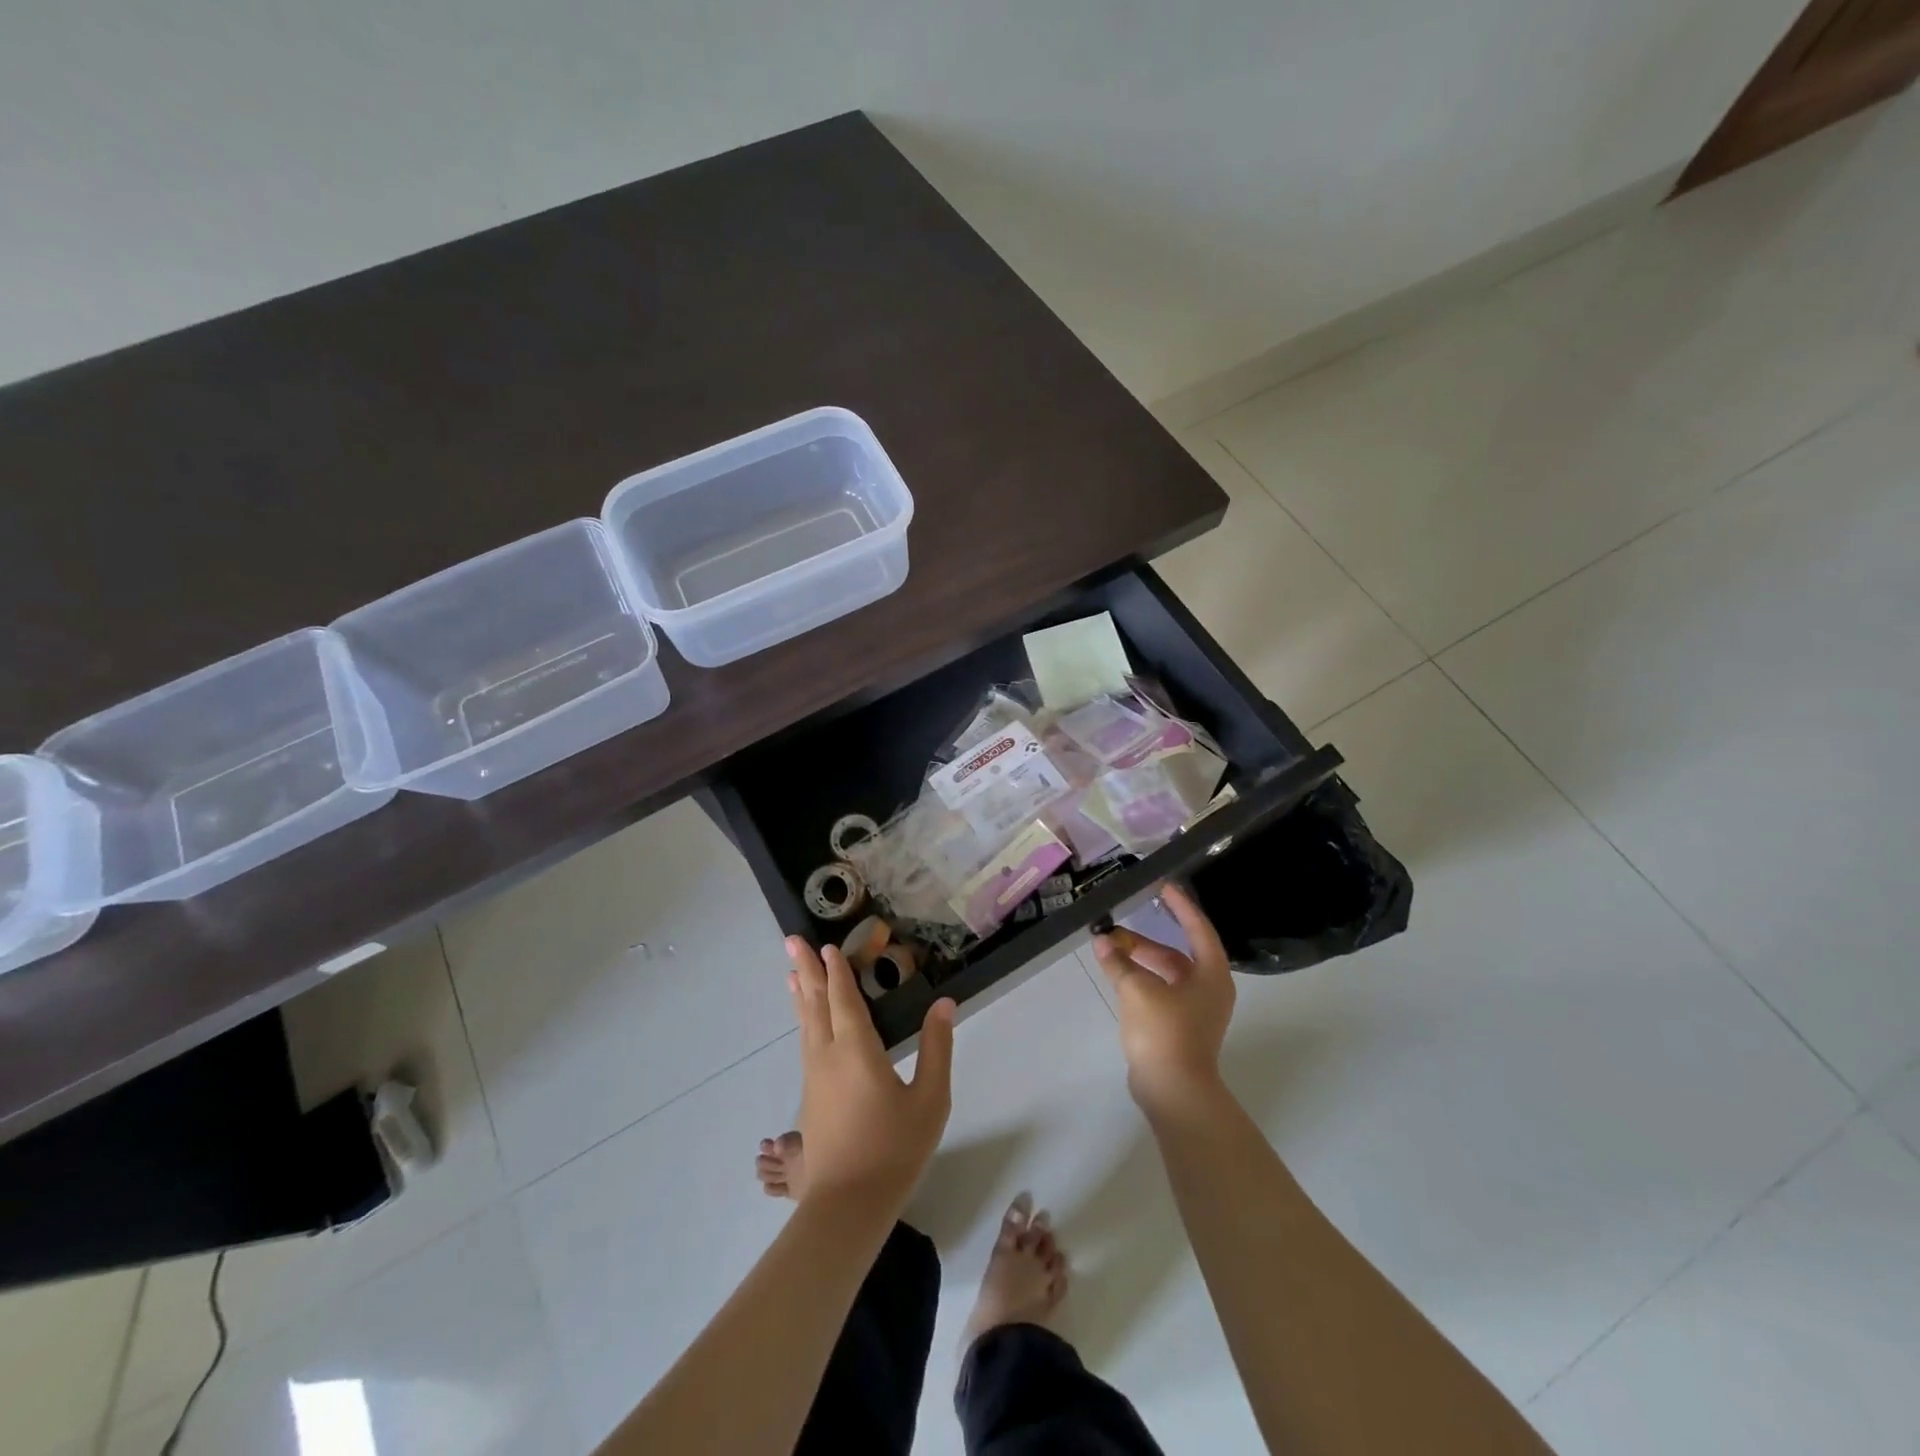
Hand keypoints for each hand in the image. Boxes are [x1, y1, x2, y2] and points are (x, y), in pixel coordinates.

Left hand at [786, 936, 955, 1216]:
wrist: (848, 1204)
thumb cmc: (894, 1148)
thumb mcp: (930, 1099)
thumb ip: (936, 1048)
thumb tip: (944, 1003)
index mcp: (857, 1049)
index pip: (844, 999)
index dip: (837, 971)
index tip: (827, 945)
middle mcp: (828, 1055)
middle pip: (815, 1004)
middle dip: (806, 970)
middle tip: (791, 941)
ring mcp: (815, 1076)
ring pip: (806, 1024)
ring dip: (801, 994)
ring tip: (791, 973)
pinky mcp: (811, 1096)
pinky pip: (805, 1042)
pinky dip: (803, 1020)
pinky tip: (805, 1022)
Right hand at [1091, 883, 1234, 1118]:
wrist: (1174, 1092)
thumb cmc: (1165, 1033)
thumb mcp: (1137, 990)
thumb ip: (1119, 962)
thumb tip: (1102, 942)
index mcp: (1211, 975)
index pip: (1198, 928)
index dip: (1181, 906)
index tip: (1163, 886)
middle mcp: (1209, 989)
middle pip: (1177, 953)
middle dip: (1145, 940)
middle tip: (1116, 928)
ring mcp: (1195, 1010)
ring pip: (1165, 973)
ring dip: (1139, 961)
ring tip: (1108, 951)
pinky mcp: (1180, 1027)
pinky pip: (1159, 991)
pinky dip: (1140, 979)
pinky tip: (1117, 975)